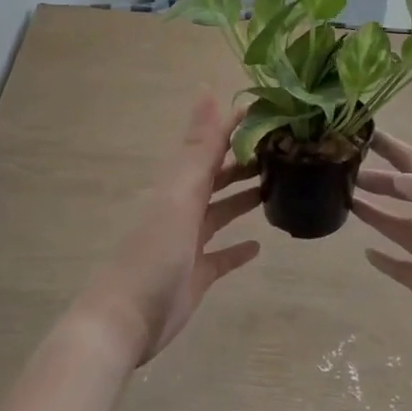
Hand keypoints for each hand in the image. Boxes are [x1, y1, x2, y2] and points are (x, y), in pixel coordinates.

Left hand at [79, 96, 263, 363]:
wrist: (126, 320)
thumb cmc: (153, 253)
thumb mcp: (179, 194)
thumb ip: (198, 147)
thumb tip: (207, 89)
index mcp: (177, 184)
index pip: (210, 144)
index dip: (234, 126)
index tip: (270, 111)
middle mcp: (182, 207)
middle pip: (217, 176)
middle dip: (245, 160)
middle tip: (286, 149)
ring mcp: (188, 242)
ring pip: (220, 211)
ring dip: (244, 197)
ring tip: (278, 185)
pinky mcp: (195, 274)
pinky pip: (221, 255)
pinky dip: (238, 248)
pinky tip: (260, 246)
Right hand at [353, 131, 411, 389]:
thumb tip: (400, 175)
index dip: (396, 151)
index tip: (367, 136)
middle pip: (410, 196)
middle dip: (382, 182)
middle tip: (346, 173)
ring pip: (404, 229)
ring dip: (379, 215)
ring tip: (349, 205)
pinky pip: (406, 267)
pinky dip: (387, 258)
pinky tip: (368, 254)